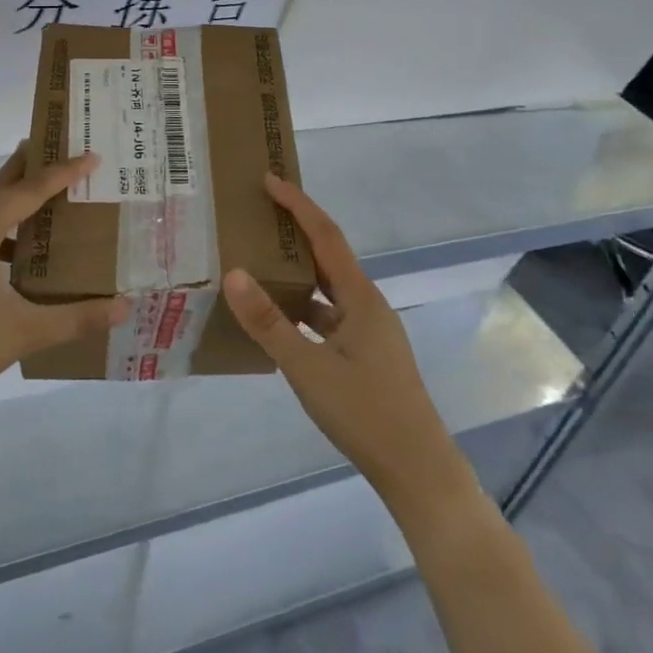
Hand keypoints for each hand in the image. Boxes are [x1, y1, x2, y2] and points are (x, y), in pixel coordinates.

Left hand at [0, 146, 130, 421]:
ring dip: (12, 200)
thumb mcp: (22, 333)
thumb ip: (75, 319)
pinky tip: (11, 254)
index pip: (29, 190)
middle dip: (30, 167)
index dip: (63, 173)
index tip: (91, 156)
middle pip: (0, 186)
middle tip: (59, 147)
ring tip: (43, 199)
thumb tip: (122, 308)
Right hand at [222, 174, 474, 518]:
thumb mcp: (307, 368)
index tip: (270, 180)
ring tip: (260, 262)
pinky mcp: (367, 355)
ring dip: (298, 273)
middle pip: (328, 256)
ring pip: (328, 289)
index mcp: (360, 297)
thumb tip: (233, 274)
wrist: (418, 472)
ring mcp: (370, 332)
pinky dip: (304, 309)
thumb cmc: (365, 413)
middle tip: (259, 214)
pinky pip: (329, 317)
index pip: (325, 236)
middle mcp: (368, 305)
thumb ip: (269, 323)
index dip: (298, 204)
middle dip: (296, 232)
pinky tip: (279, 322)